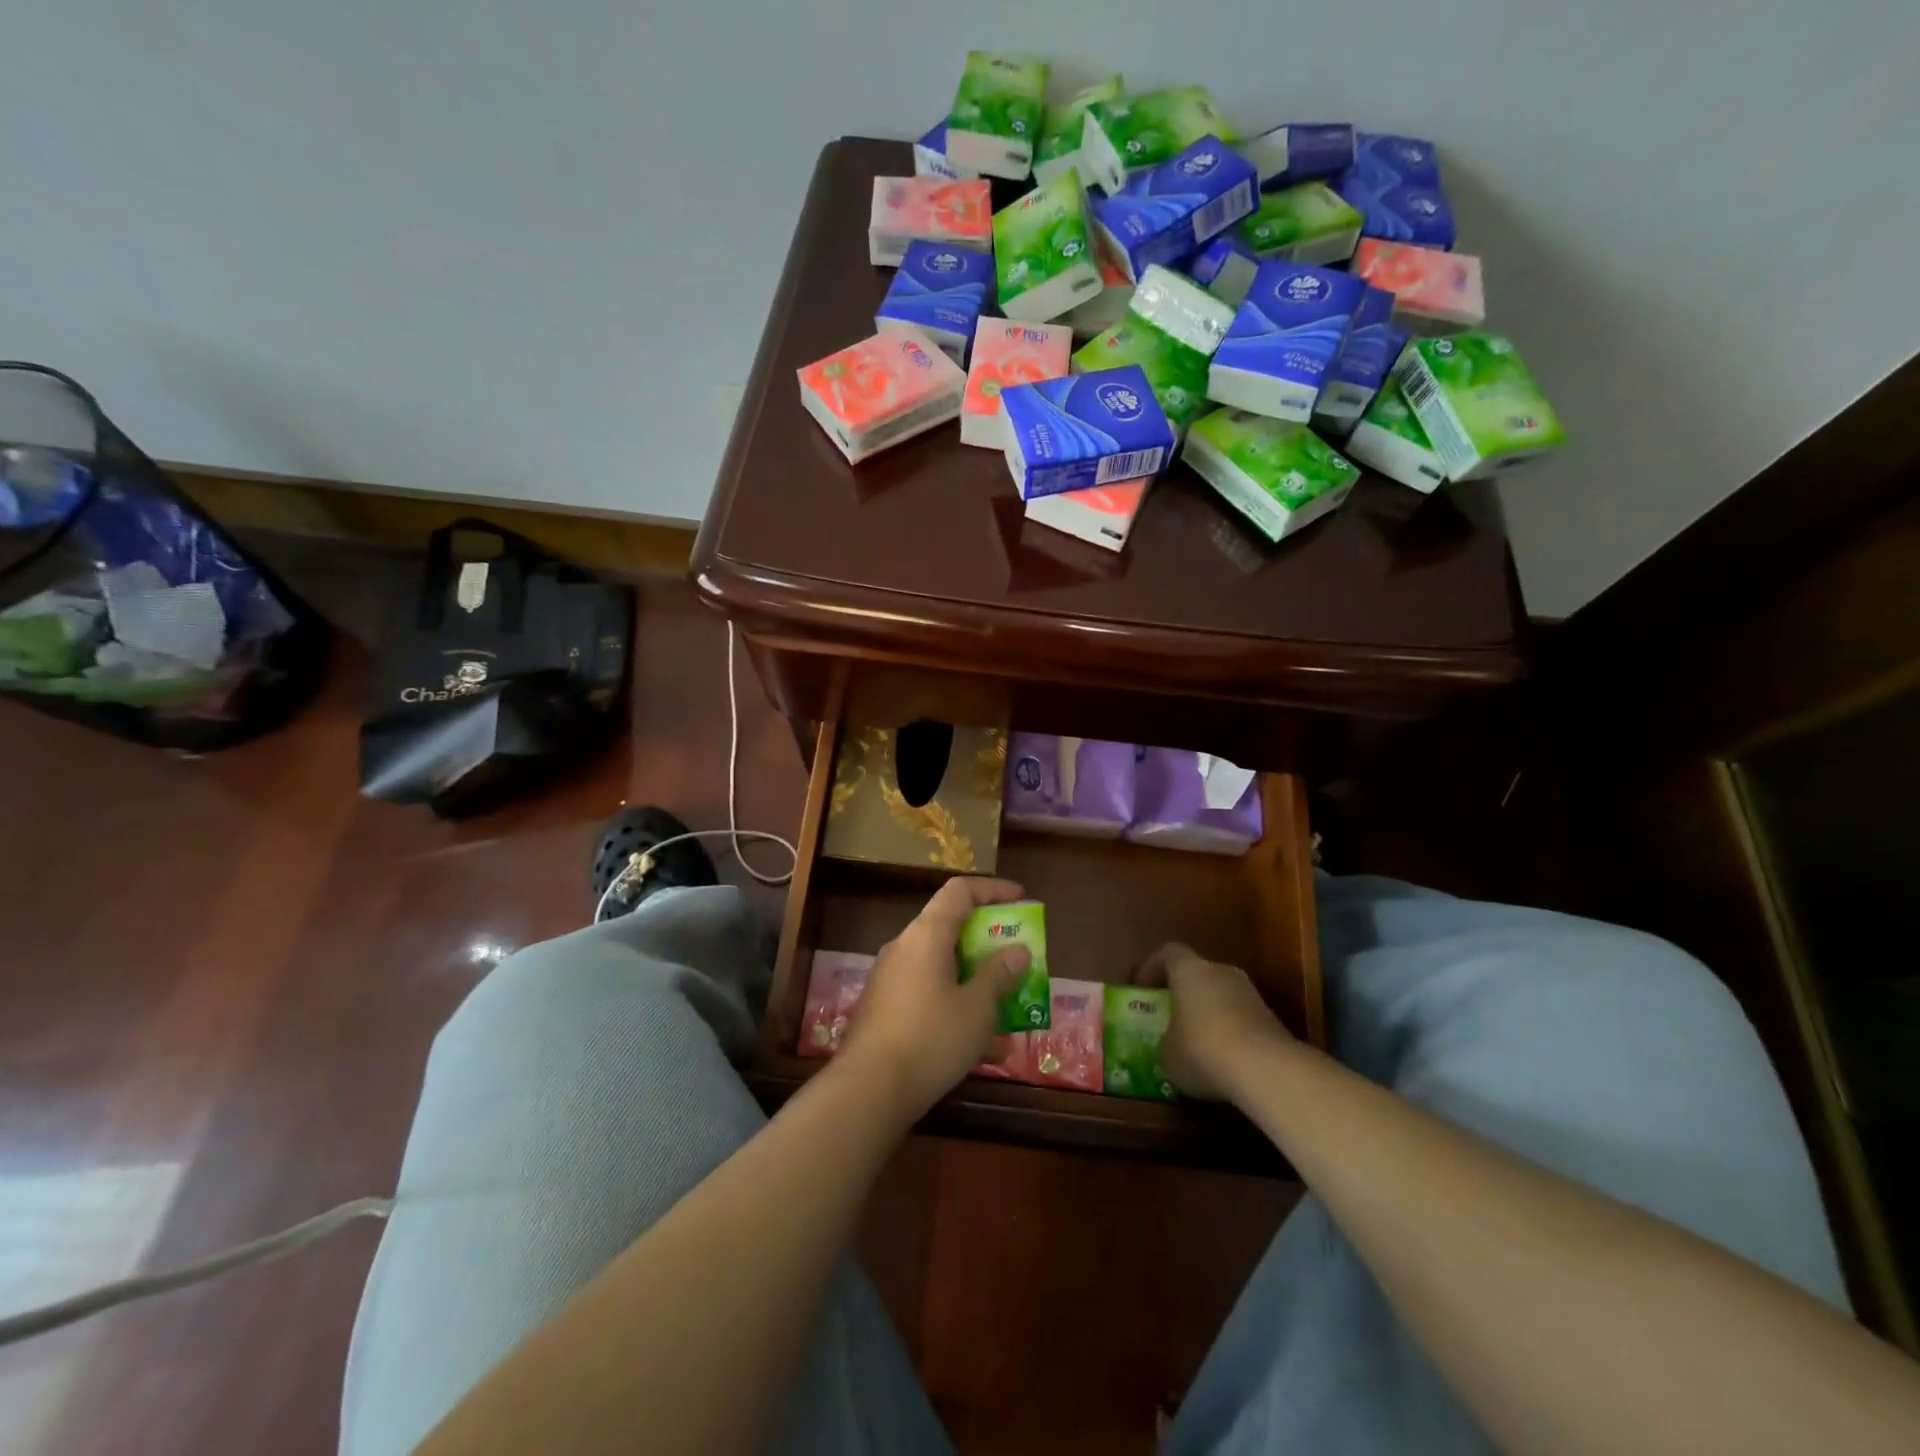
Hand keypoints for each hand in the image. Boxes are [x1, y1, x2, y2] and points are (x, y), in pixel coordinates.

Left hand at [840, 877, 1030, 1115]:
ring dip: (974, 980)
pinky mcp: (884, 1008)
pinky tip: (982, 1048)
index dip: (993, 890)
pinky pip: (928, 994)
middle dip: (987, 941)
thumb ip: (998, 974)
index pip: (960, 891)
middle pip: (950, 927)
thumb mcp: (977, 1008)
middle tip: (1017, 956)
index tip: (1022, 900)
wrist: (868, 1090)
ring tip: (1007, 1006)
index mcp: (926, 935)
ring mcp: (890, 978)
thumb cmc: (930, 1038)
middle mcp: (904, 947)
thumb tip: (1016, 950)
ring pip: (941, 966)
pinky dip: (956, 1006)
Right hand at [1136, 943, 1292, 1100]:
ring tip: (1196, 1043)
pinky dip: (1230, 1033)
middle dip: (1183, 993)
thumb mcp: (1167, 1054)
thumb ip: (1165, 1042)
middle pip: (1198, 973)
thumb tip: (1169, 1046)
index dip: (1152, 968)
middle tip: (1169, 1017)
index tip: (1142, 990)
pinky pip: (1241, 1018)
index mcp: (1190, 970)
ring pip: (1221, 996)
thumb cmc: (1203, 1050)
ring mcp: (1251, 994)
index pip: (1168, 952)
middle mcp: (1221, 972)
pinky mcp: (1272, 1019)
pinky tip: (1223, 1059)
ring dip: (1208, 1014)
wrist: (1267, 1070)